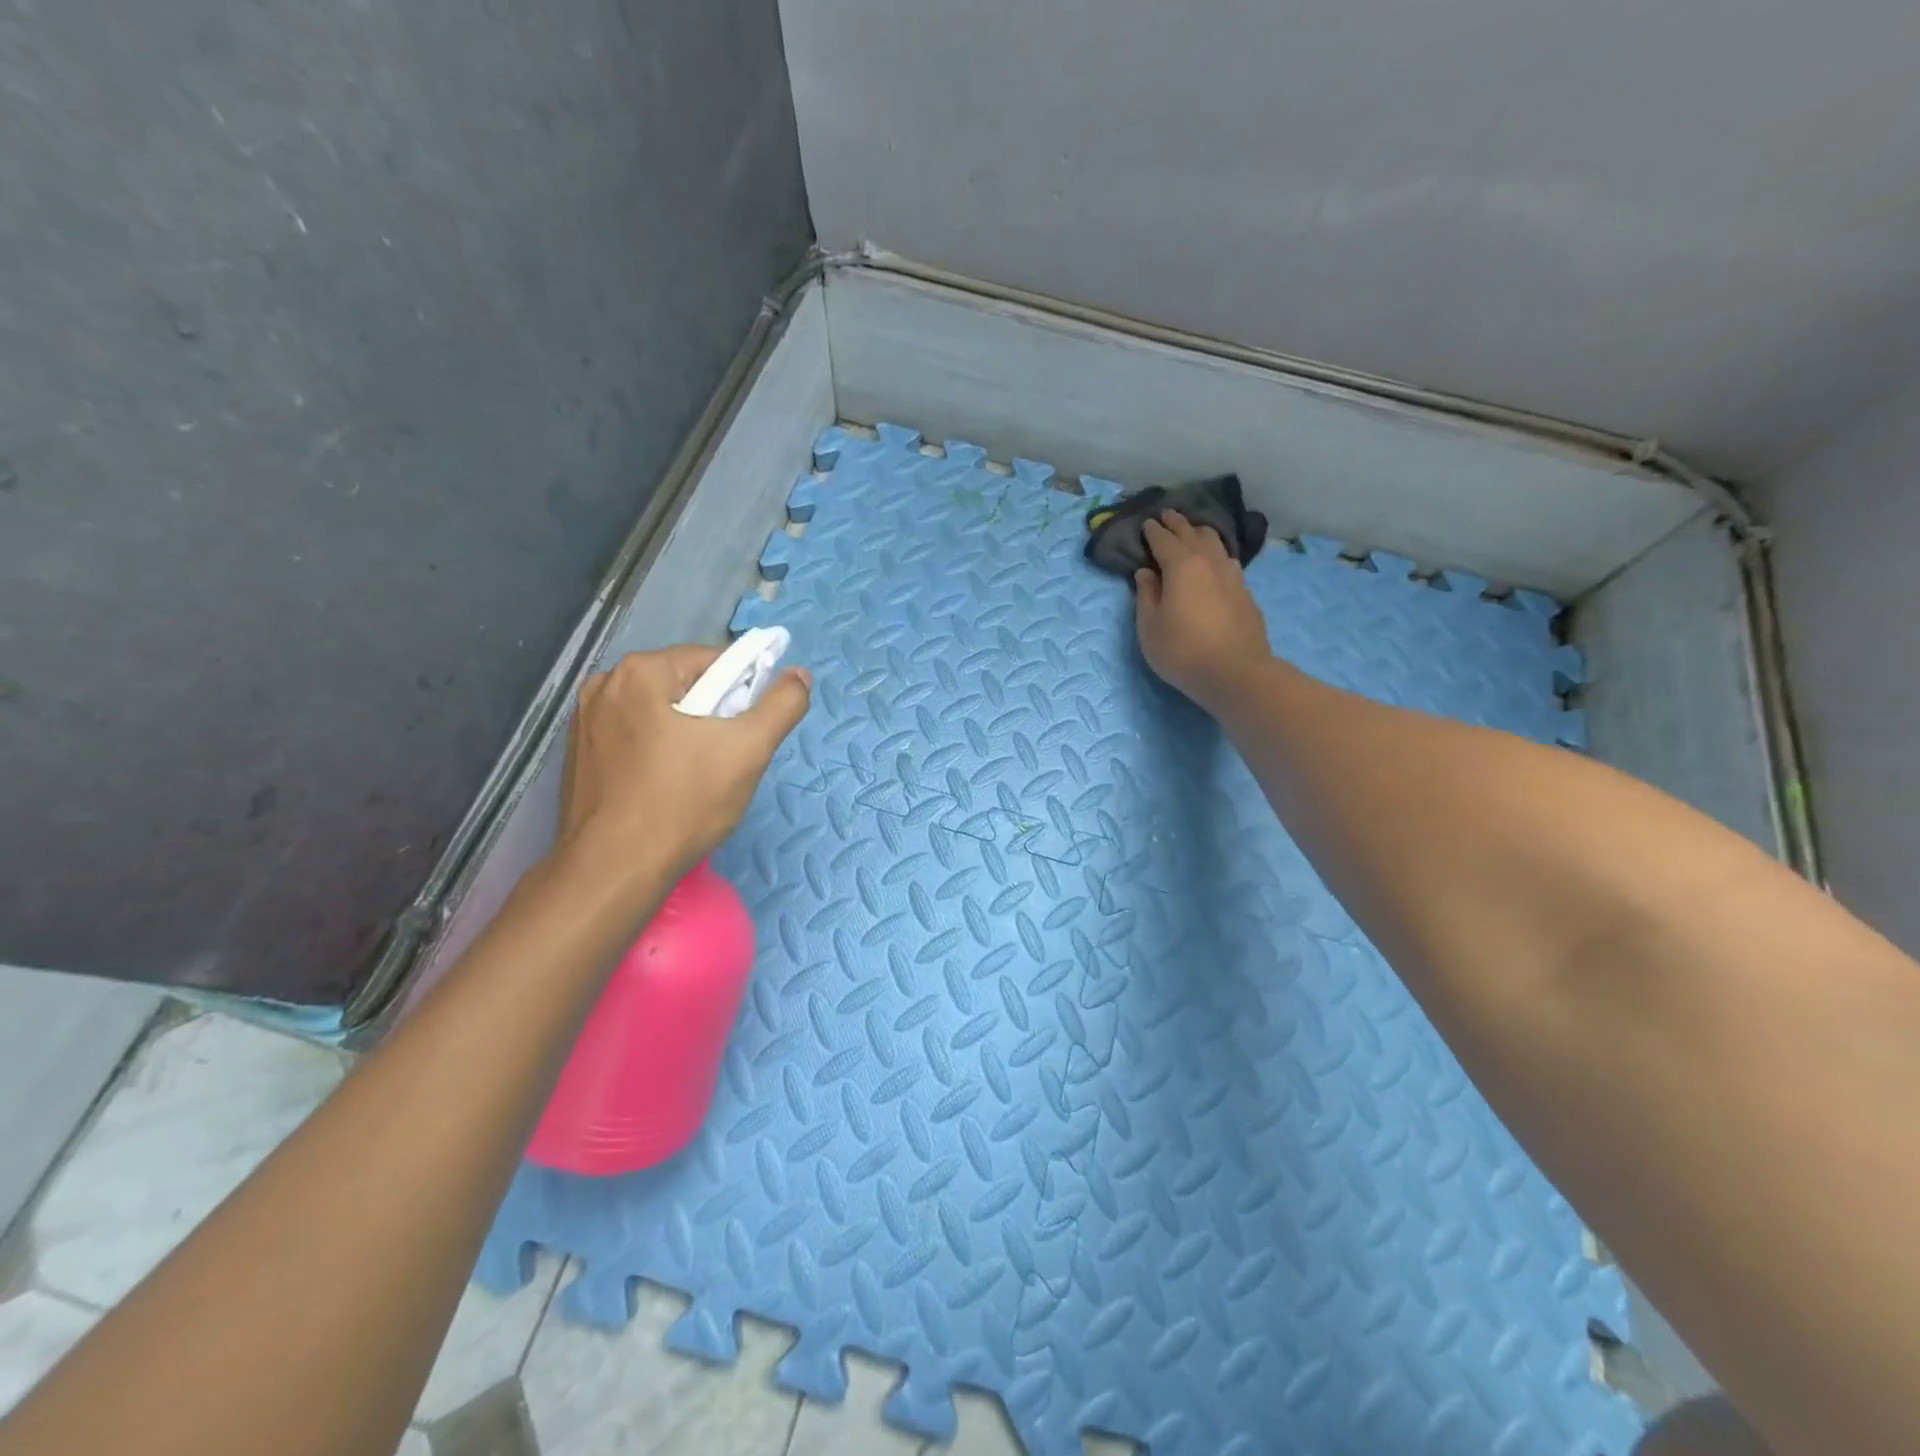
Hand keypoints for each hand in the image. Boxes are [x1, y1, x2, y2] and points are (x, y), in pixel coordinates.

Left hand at [553, 645, 810, 897]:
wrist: (614, 871)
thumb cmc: (683, 804)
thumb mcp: (748, 750)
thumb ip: (782, 705)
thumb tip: (800, 675)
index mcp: (640, 672)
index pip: (713, 662)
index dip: (743, 693)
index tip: (749, 733)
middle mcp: (604, 686)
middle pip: (685, 687)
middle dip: (714, 717)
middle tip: (728, 760)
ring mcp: (584, 722)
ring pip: (660, 715)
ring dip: (687, 736)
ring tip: (699, 778)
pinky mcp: (578, 757)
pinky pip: (634, 739)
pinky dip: (658, 754)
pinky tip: (666, 789)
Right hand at [1135, 511, 1271, 708]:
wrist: (1234, 672)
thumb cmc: (1181, 650)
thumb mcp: (1149, 627)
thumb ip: (1146, 595)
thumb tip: (1146, 572)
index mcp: (1181, 565)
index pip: (1164, 540)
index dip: (1154, 531)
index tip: (1147, 523)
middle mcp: (1209, 562)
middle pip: (1193, 534)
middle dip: (1178, 524)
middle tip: (1168, 516)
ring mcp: (1233, 577)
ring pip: (1217, 544)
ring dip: (1202, 535)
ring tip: (1194, 533)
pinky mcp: (1246, 594)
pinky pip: (1229, 563)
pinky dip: (1217, 555)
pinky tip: (1217, 563)